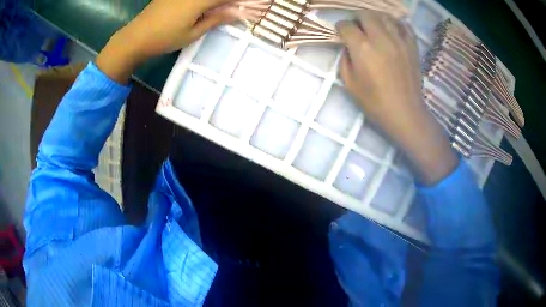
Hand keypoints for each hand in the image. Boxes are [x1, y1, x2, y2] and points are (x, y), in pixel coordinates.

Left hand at [96, 0, 234, 82]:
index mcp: (199, 0)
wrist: (136, 37)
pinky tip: (205, 6)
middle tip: (237, 8)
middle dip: (230, 1)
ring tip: (221, 9)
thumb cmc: (164, 38)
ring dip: (216, 2)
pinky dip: (204, 1)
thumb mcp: (193, 33)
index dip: (242, 0)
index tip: (252, 5)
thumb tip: (239, 12)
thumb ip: (216, 19)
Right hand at [336, 10, 457, 184]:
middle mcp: (381, 38)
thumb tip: (348, 46)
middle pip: (365, 15)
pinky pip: (404, 25)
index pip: (346, 25)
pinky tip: (392, 29)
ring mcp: (399, 40)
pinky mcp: (412, 46)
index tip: (341, 33)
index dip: (340, 27)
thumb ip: (345, 59)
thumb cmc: (375, 103)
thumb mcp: (350, 84)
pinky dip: (396, 23)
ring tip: (373, 26)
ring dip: (375, 18)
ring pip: (384, 16)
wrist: (405, 113)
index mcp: (362, 48)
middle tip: (356, 26)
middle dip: (357, 18)